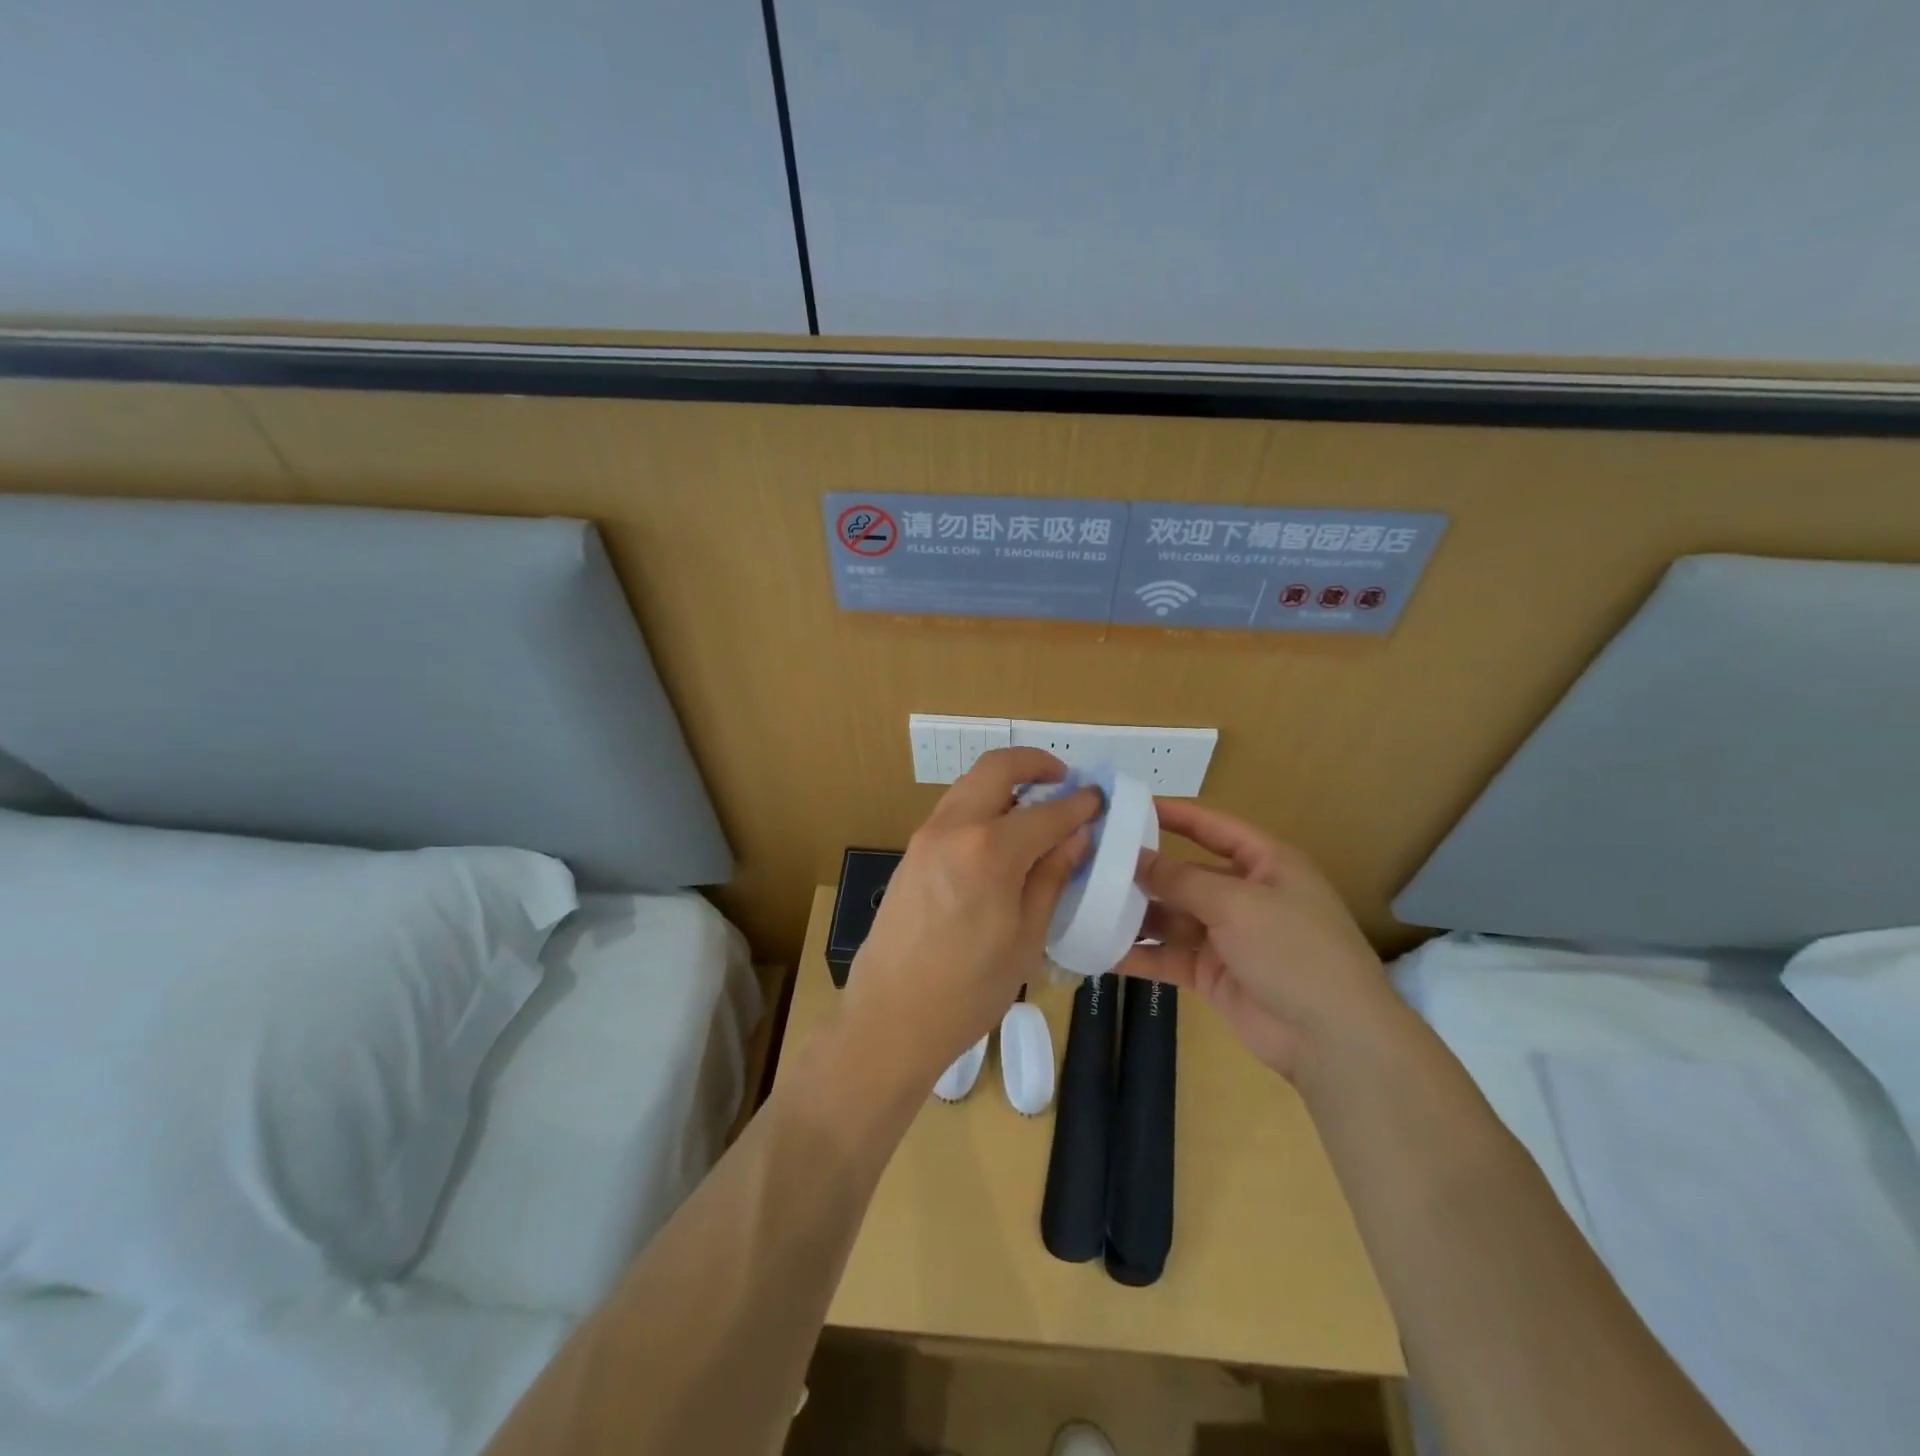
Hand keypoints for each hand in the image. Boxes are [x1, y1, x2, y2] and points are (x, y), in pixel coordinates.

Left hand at [840, 748, 1100, 1091]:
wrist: (890, 1017)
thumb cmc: (969, 989)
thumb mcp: (1026, 937)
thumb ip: (1051, 877)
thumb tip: (1076, 837)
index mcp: (989, 850)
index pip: (1046, 811)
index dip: (1079, 803)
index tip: (1099, 799)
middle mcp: (953, 828)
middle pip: (996, 768)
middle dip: (1035, 764)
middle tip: (1063, 782)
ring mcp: (925, 836)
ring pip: (970, 785)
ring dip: (1005, 784)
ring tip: (1036, 810)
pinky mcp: (911, 852)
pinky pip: (953, 811)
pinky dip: (982, 806)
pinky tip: (1001, 837)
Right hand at [1117, 801, 1394, 1081]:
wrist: (1332, 1039)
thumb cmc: (1294, 950)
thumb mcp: (1237, 903)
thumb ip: (1180, 879)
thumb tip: (1133, 856)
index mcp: (1264, 863)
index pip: (1211, 825)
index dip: (1172, 813)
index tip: (1125, 806)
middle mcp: (1243, 894)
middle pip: (1184, 873)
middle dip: (1141, 870)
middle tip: (1089, 861)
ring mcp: (1227, 936)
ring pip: (1170, 916)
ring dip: (1133, 913)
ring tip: (1084, 904)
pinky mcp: (1211, 972)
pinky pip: (1167, 956)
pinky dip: (1138, 955)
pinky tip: (1099, 951)